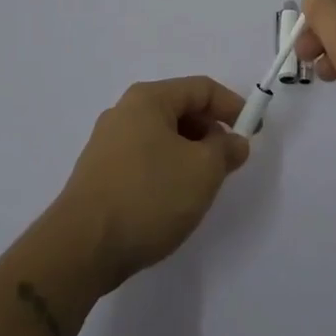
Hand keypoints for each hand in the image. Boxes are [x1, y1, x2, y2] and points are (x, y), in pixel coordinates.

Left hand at [52, 77, 250, 289]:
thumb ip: (226, 150)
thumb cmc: (148, 196)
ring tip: (203, 184)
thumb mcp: (202, 171)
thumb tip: (235, 142)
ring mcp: (107, 143)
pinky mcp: (98, 174)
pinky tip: (171, 200)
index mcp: (148, 99)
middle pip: (179, 110)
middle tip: (228, 162)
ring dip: (189, 153)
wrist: (81, 248)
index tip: (253, 131)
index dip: (232, 106)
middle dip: (209, 132)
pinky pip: (143, 159)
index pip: (200, 88)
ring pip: (161, 136)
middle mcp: (124, 112)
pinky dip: (166, 169)